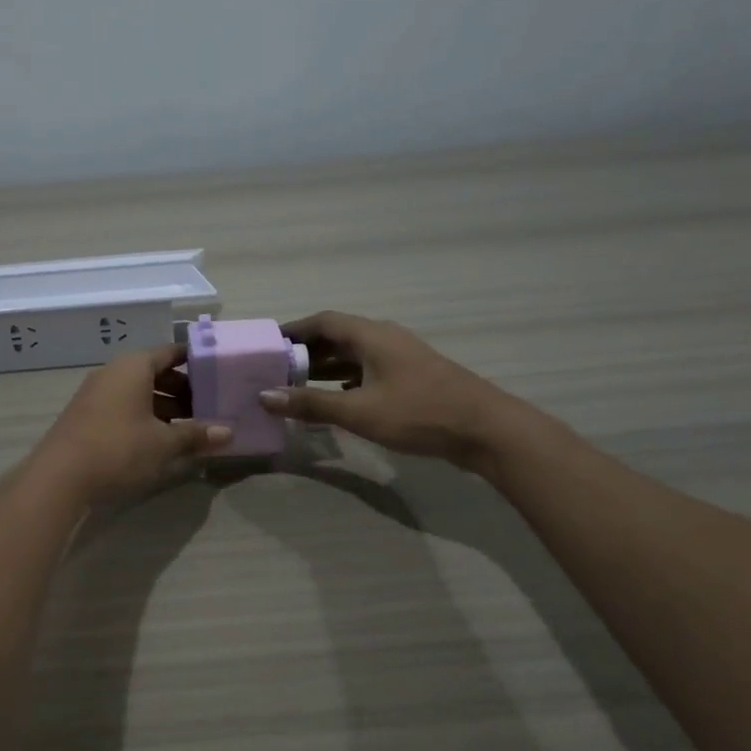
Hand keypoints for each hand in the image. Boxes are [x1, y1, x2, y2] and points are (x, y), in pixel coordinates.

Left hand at [27, 345, 231, 505]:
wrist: (60, 476)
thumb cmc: (119, 448)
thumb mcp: (163, 443)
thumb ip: (195, 434)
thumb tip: (227, 432)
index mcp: (134, 366)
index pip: (170, 352)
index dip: (195, 361)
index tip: (217, 373)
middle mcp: (113, 372)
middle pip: (155, 372)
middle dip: (182, 390)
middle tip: (207, 409)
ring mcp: (96, 393)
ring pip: (139, 392)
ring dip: (164, 407)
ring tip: (188, 430)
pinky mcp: (87, 415)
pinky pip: (123, 407)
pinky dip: (144, 417)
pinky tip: (159, 441)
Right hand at [257, 312, 521, 467]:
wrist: (485, 429)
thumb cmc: (418, 413)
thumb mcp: (358, 411)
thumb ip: (311, 403)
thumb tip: (264, 396)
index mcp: (371, 336)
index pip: (323, 321)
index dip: (294, 330)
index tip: (268, 344)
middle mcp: (385, 339)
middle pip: (337, 337)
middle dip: (306, 351)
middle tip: (276, 370)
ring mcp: (401, 358)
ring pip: (354, 355)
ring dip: (325, 367)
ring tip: (296, 386)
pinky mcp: (411, 378)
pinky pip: (368, 371)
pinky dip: (346, 381)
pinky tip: (335, 400)